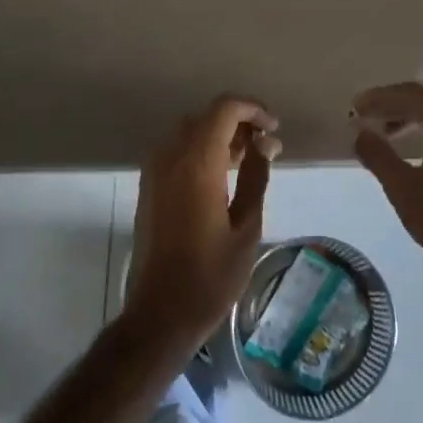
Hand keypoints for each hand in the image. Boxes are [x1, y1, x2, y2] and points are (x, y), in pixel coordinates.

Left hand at [127, 95, 278, 351]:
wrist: (160, 314)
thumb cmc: (211, 276)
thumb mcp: (247, 227)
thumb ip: (255, 177)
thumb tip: (265, 143)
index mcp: (198, 164)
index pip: (225, 109)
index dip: (253, 109)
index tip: (274, 130)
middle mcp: (171, 158)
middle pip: (206, 116)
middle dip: (238, 122)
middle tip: (264, 148)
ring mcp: (154, 172)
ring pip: (189, 131)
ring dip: (218, 135)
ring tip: (246, 162)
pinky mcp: (148, 187)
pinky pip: (176, 150)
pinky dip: (200, 149)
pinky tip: (220, 178)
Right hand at [352, 83, 422, 305]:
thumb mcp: (403, 186)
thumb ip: (377, 153)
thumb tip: (360, 133)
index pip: (413, 95)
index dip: (380, 99)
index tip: (355, 106)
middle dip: (395, 106)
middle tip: (365, 115)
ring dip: (413, 119)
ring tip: (385, 132)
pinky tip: (414, 143)